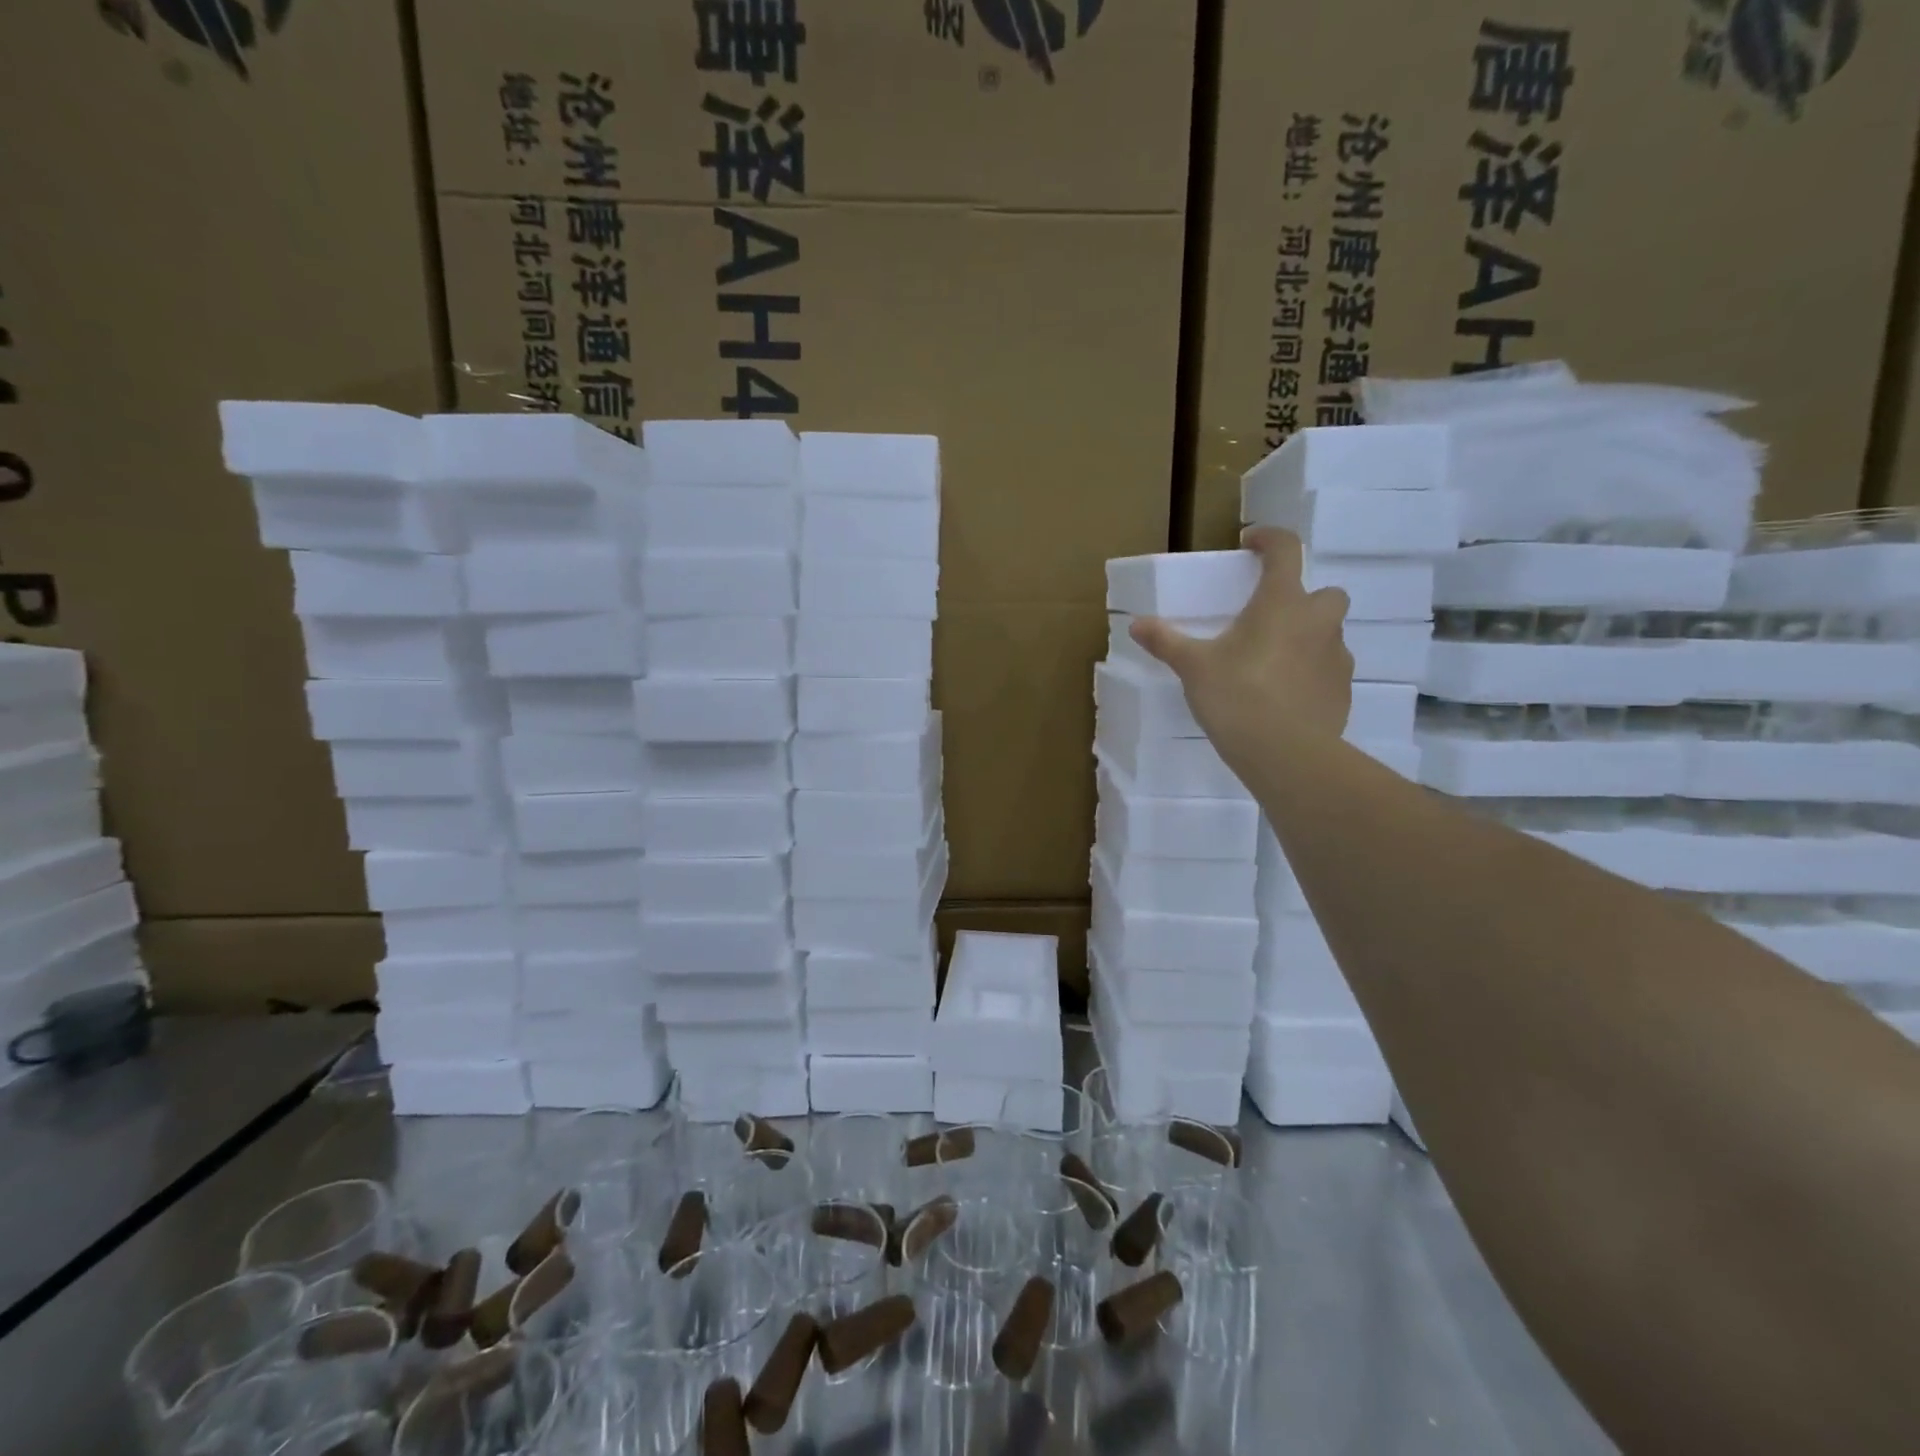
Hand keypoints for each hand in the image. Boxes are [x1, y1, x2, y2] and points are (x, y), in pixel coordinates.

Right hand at [1129, 528, 1352, 772]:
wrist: (1285, 753)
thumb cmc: (1237, 696)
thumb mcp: (1194, 667)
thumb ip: (1167, 641)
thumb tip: (1137, 624)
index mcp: (1282, 603)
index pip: (1286, 550)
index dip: (1269, 539)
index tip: (1250, 543)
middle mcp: (1317, 621)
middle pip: (1324, 593)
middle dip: (1302, 599)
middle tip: (1269, 620)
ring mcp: (1337, 657)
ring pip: (1328, 634)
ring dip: (1307, 638)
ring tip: (1273, 663)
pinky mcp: (1343, 691)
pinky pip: (1329, 671)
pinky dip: (1311, 674)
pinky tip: (1286, 697)